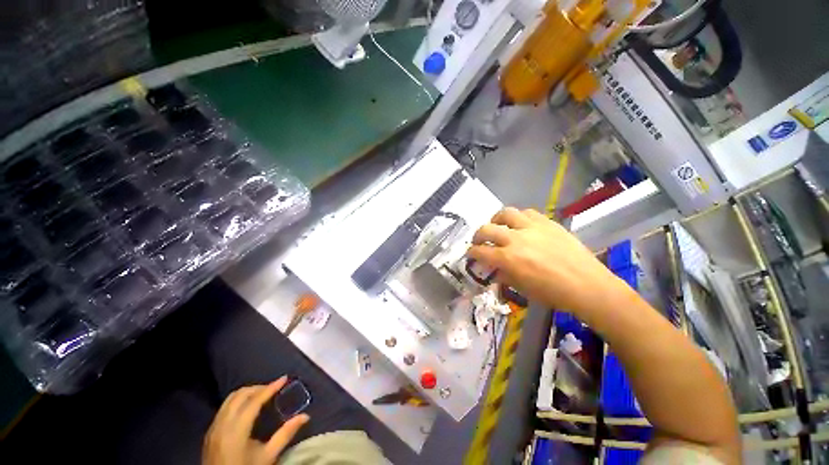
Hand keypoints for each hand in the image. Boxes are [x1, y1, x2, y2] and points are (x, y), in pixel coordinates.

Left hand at [203, 377, 309, 464]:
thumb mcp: (268, 456)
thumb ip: (285, 434)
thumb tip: (305, 416)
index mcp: (236, 430)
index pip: (254, 401)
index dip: (270, 387)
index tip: (284, 379)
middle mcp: (222, 424)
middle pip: (240, 395)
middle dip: (259, 387)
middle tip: (274, 388)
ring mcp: (214, 428)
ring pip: (230, 399)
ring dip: (247, 393)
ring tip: (262, 394)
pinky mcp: (210, 432)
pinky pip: (224, 407)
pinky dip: (238, 401)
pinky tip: (247, 408)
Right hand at [467, 207, 626, 315]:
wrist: (588, 285)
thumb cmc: (553, 293)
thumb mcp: (522, 289)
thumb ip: (503, 275)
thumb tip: (493, 269)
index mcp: (508, 259)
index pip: (480, 252)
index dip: (471, 253)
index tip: (470, 254)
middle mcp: (516, 239)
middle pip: (486, 229)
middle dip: (478, 235)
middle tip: (479, 241)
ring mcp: (532, 228)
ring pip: (505, 213)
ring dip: (496, 220)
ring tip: (497, 225)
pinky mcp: (547, 222)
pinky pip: (527, 212)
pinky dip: (518, 217)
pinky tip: (520, 224)